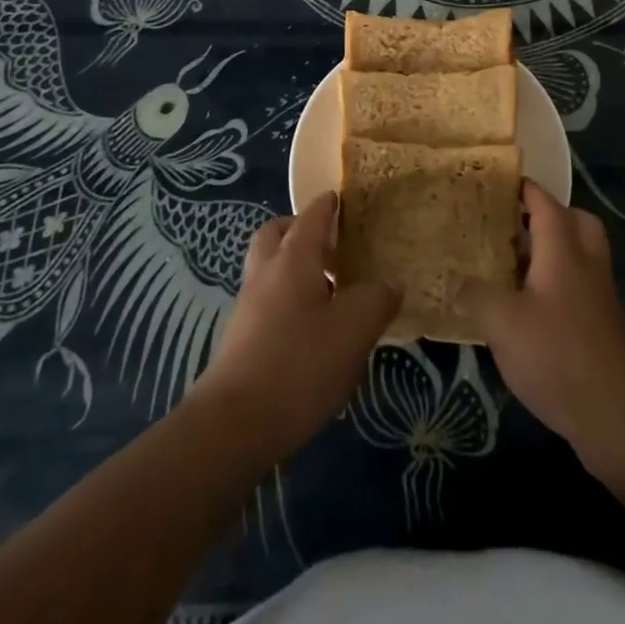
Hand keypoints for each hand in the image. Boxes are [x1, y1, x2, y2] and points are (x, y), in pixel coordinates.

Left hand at [192, 192, 400, 460]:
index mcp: (293, 259)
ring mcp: (248, 308)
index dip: (326, 205)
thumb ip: (377, 300)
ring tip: (328, 289)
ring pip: (268, 270)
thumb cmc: (299, 364)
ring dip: (292, 268)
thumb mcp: (354, 330)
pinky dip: (286, 301)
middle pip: (275, 235)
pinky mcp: (240, 341)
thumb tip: (390, 285)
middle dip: (298, 229)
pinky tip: (311, 330)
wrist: (233, 426)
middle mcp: (265, 274)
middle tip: (329, 242)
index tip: (340, 198)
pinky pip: (266, 302)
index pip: (311, 217)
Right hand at [460, 182, 624, 466]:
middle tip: (515, 224)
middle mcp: (586, 263)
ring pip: (580, 254)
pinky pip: (580, 284)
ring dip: (553, 250)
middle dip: (549, 216)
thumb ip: (475, 295)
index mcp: (564, 251)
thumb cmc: (556, 354)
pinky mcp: (601, 324)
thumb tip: (454, 281)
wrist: (613, 412)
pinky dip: (558, 281)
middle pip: (576, 222)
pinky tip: (529, 306)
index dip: (526, 190)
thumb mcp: (502, 323)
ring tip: (515, 263)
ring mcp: (599, 295)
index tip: (502, 182)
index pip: (546, 204)